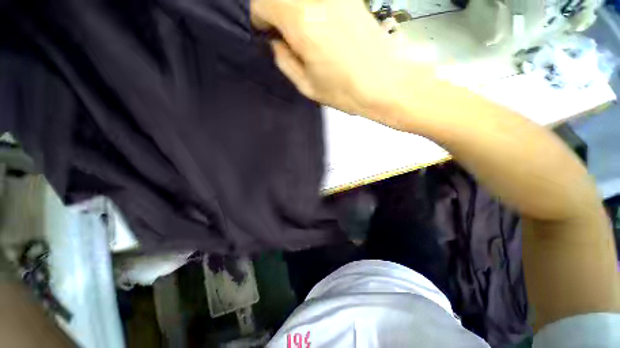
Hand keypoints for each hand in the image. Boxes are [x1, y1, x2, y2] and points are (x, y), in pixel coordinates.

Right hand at [251, 0, 437, 128]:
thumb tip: (276, 43)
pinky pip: (319, 0)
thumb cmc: (344, 91)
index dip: (260, 18)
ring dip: (293, 9)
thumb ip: (284, 61)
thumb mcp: (307, 86)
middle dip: (274, 11)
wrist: (385, 83)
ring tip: (301, 33)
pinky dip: (310, 8)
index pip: (263, 2)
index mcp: (302, 22)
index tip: (267, 34)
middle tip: (281, 34)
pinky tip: (318, 26)